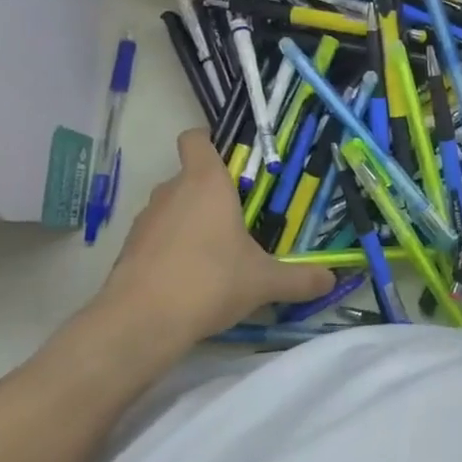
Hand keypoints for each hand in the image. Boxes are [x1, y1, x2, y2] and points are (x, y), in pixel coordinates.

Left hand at [47, 131, 334, 388]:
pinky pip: (156, 236)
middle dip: (212, 194)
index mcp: (206, 183)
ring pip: (172, 208)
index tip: (231, 164)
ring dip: (190, 222)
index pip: (196, 140)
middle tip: (240, 221)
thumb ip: (300, 278)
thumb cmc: (210, 281)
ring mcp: (146, 220)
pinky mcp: (129, 248)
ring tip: (215, 254)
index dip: (209, 143)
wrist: (142, 321)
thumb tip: (332, 279)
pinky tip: (189, 278)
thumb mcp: (264, 281)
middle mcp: (171, 191)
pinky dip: (171, 248)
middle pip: (189, 177)